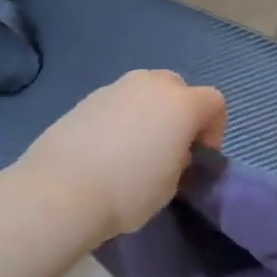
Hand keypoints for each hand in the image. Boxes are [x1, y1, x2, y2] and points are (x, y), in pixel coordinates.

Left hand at [20, 71, 226, 240]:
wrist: (61, 190)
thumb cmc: (129, 190)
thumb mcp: (171, 184)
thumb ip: (180, 159)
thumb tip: (169, 150)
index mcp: (182, 104)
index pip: (214, 102)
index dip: (215, 129)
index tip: (199, 156)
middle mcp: (151, 85)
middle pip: (179, 87)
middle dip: (181, 113)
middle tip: (170, 146)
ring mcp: (116, 87)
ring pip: (145, 91)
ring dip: (150, 112)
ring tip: (136, 147)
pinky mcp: (87, 98)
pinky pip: (118, 102)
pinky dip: (122, 117)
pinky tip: (108, 148)